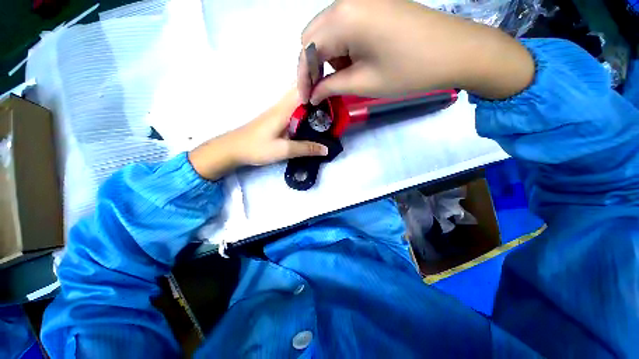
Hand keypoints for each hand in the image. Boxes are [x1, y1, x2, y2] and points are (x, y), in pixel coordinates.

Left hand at [189, 89, 327, 179]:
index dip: (319, 87)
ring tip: (328, 111)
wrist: (233, 149)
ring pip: (298, 99)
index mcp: (284, 110)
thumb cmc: (257, 148)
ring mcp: (278, 111)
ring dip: (312, 102)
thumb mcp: (283, 150)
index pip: (304, 90)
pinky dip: (305, 110)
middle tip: (335, 104)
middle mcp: (282, 106)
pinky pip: (294, 109)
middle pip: (302, 92)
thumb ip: (305, 148)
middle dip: (318, 94)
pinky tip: (312, 121)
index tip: (335, 93)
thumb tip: (327, 149)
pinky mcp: (276, 118)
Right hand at [298, 0, 533, 103]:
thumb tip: (314, 94)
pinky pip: (344, 27)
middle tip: (321, 90)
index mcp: (343, 18)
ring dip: (327, 58)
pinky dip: (341, 48)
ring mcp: (361, 0)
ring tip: (343, 77)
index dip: (302, 78)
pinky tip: (355, 62)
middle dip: (312, 67)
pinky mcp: (373, 5)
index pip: (306, 50)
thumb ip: (331, 87)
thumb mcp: (363, 83)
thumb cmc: (409, 70)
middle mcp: (346, 1)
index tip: (306, 100)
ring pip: (327, 32)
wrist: (455, 51)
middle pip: (312, 37)